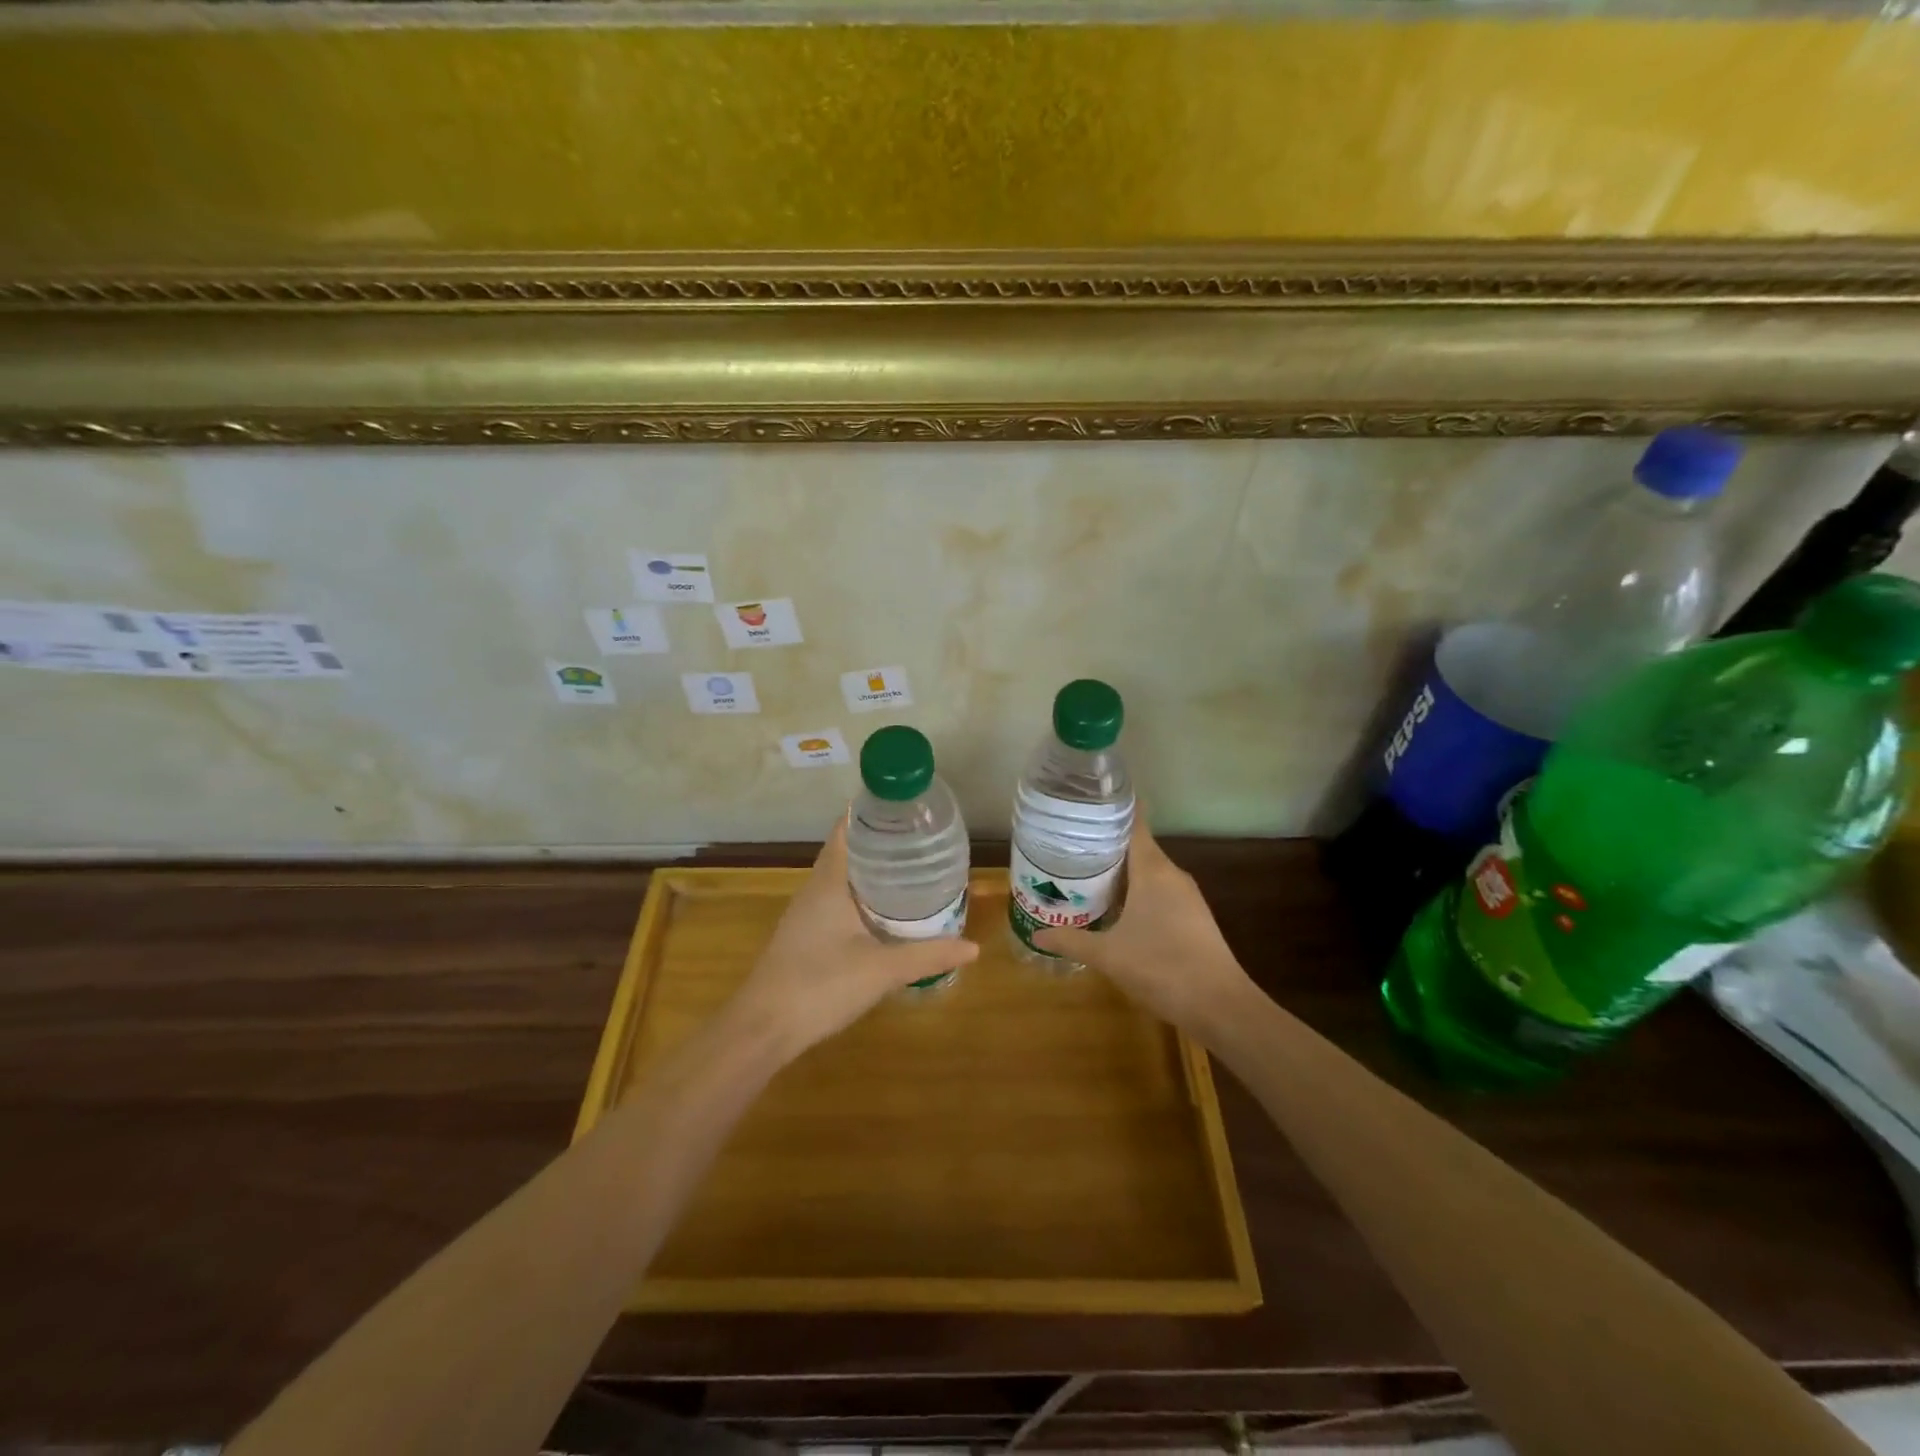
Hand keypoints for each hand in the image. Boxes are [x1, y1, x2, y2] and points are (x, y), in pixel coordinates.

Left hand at [725, 817, 979, 1060]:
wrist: (763, 1028)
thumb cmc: (820, 985)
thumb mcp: (882, 969)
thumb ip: (928, 955)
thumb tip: (973, 947)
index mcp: (829, 882)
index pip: (846, 829)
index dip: (873, 813)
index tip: (907, 808)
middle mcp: (815, 889)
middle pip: (848, 851)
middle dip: (882, 842)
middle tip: (923, 839)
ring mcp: (807, 914)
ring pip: (843, 879)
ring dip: (873, 872)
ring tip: (913, 869)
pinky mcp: (806, 937)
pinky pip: (839, 902)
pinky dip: (864, 897)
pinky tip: (887, 913)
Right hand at [1036, 819, 1255, 1039]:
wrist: (1220, 1006)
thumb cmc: (1161, 967)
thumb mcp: (1107, 955)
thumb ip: (1071, 941)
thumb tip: (1035, 935)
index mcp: (1153, 871)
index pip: (1134, 825)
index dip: (1113, 810)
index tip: (1087, 802)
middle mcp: (1172, 875)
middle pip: (1138, 848)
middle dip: (1106, 845)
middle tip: (1070, 844)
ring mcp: (1187, 897)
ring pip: (1149, 872)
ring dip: (1121, 872)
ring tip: (1086, 873)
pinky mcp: (1193, 918)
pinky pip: (1159, 892)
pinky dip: (1137, 892)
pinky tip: (1117, 908)